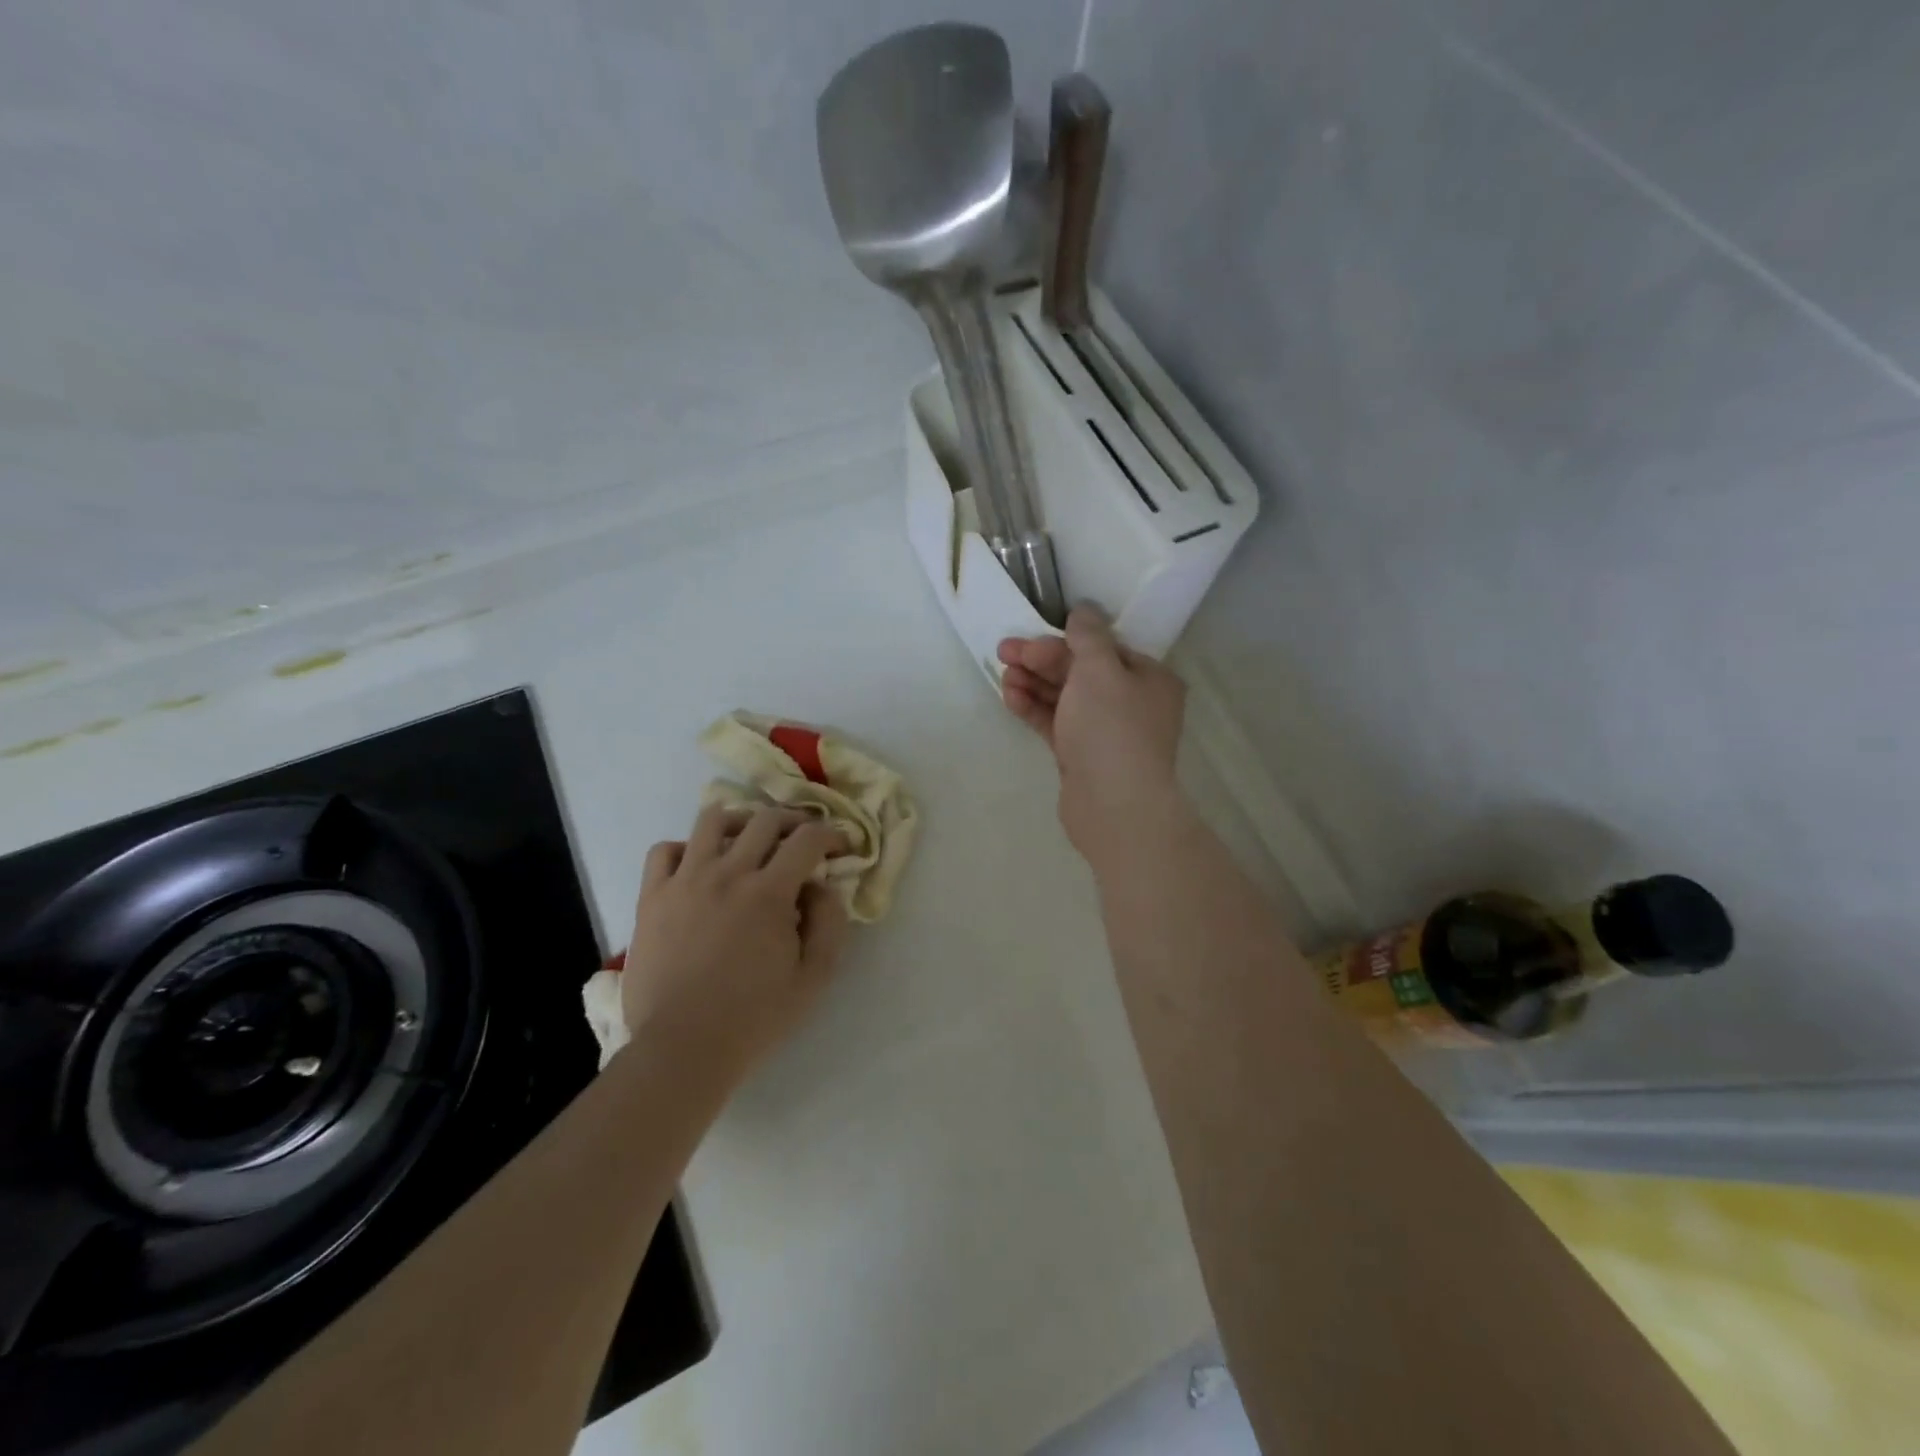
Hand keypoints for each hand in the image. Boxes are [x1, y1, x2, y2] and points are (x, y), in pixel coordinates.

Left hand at [622, 804, 850, 1088]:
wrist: (682, 1048)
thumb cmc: (754, 1017)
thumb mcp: (814, 977)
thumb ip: (829, 923)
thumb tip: (822, 886)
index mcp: (769, 892)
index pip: (808, 839)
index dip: (831, 835)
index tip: (840, 848)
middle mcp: (728, 873)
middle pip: (765, 820)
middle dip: (794, 822)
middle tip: (802, 841)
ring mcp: (685, 881)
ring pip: (712, 820)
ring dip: (740, 821)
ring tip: (749, 840)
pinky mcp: (652, 897)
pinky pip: (664, 850)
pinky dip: (686, 848)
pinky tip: (698, 865)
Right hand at [997, 606, 1189, 857]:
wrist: (1113, 805)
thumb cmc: (1111, 728)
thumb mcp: (1099, 669)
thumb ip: (1087, 636)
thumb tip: (1083, 610)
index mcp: (1148, 678)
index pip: (1104, 648)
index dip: (1064, 640)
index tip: (1030, 637)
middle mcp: (1132, 703)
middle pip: (1081, 672)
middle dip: (1041, 661)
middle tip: (1004, 651)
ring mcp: (1106, 732)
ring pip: (1066, 698)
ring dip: (1034, 683)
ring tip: (1003, 676)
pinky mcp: (1083, 756)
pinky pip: (1057, 723)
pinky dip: (1035, 709)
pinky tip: (1010, 698)